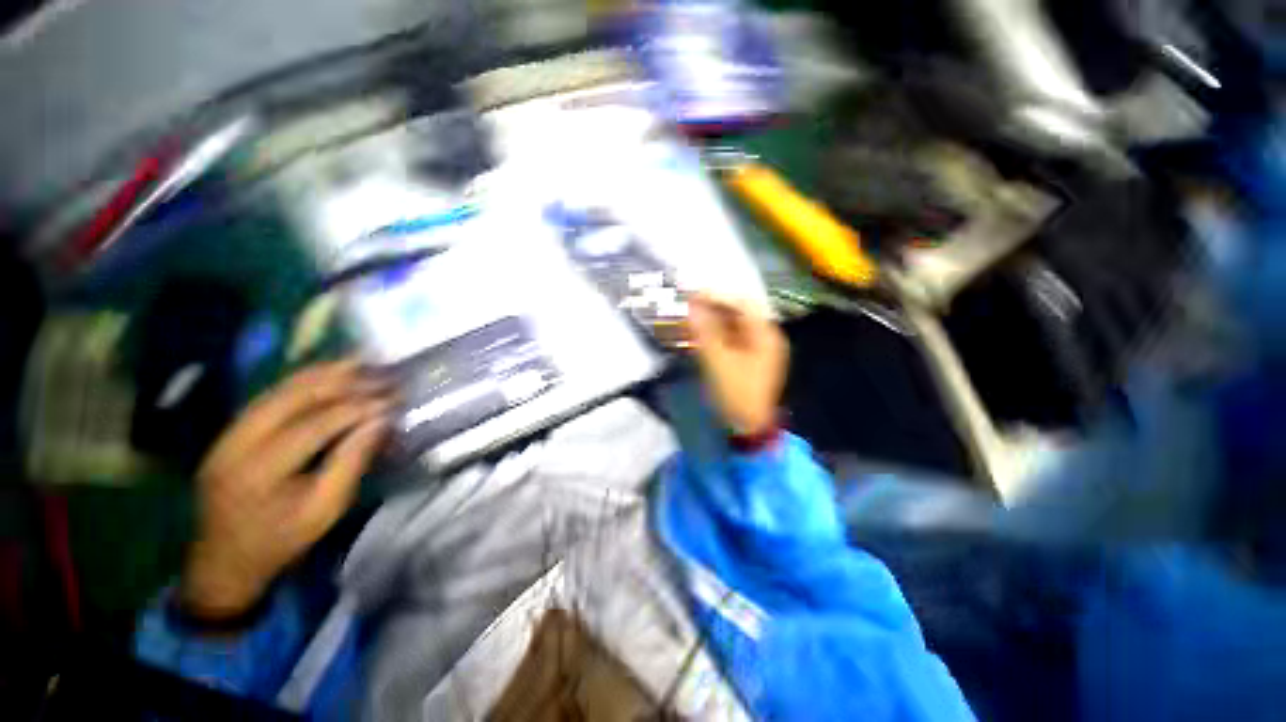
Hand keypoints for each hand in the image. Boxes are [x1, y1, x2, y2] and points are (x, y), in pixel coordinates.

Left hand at [181, 359, 391, 618]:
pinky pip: (269, 396)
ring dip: (323, 374)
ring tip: (361, 361)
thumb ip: (353, 462)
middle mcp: (235, 444)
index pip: (313, 425)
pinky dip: (302, 380)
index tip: (392, 399)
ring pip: (278, 390)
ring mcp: (227, 434)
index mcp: (257, 472)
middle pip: (292, 398)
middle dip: (342, 382)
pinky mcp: (230, 431)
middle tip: (382, 373)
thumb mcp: (326, 510)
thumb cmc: (282, 541)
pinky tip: (329, 371)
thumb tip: (382, 420)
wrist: (224, 561)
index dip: (356, 408)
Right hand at [687, 295, 788, 436]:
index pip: (743, 305)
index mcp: (765, 335)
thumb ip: (705, 331)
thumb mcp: (718, 361)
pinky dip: (717, 335)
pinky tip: (701, 335)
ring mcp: (759, 350)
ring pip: (735, 327)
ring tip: (691, 319)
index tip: (693, 295)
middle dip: (714, 308)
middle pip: (739, 314)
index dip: (718, 297)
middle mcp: (766, 338)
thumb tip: (691, 306)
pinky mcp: (750, 361)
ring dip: (714, 321)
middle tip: (689, 307)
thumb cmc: (736, 393)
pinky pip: (733, 340)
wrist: (748, 428)